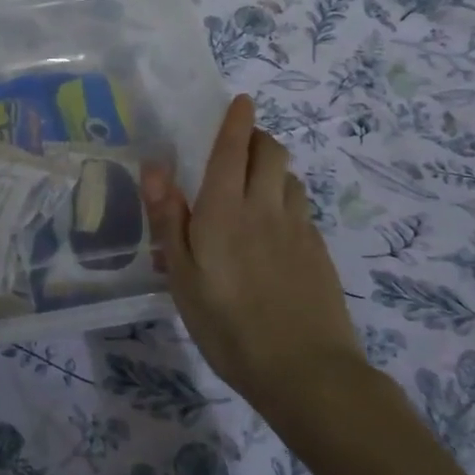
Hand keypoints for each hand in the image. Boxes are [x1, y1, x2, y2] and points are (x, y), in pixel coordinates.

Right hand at [143, 95, 365, 428]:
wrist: (308, 374)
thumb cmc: (228, 325)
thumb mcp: (182, 276)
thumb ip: (169, 218)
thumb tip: (155, 166)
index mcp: (225, 210)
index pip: (232, 149)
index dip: (236, 121)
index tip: (241, 99)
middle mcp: (265, 208)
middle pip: (272, 152)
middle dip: (258, 137)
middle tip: (240, 144)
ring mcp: (299, 230)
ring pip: (290, 179)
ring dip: (274, 169)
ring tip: (256, 186)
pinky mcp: (319, 254)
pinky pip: (302, 210)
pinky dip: (287, 201)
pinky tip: (275, 231)